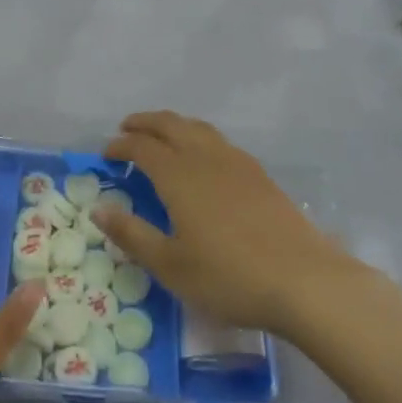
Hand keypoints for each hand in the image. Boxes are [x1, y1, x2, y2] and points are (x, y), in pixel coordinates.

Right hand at [96, 111, 356, 337]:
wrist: (303, 280)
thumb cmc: (229, 277)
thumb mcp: (171, 266)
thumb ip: (132, 234)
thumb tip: (98, 209)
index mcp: (179, 175)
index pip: (142, 147)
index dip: (121, 145)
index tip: (106, 152)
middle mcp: (205, 157)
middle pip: (170, 124)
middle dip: (145, 122)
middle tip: (127, 128)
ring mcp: (236, 162)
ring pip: (198, 128)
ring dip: (173, 125)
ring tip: (162, 136)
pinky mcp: (259, 173)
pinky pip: (219, 141)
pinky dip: (199, 137)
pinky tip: (203, 158)